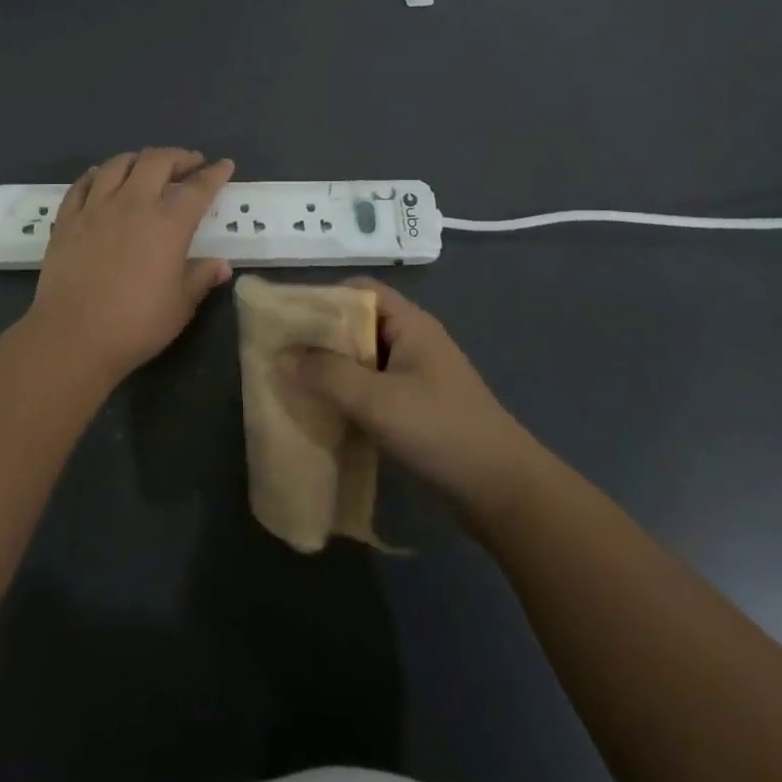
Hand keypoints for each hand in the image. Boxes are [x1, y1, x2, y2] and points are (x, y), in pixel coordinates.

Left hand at [25, 149, 235, 385]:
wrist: (73, 336)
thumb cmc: (135, 325)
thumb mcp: (180, 306)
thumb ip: (201, 278)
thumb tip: (222, 265)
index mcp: (168, 224)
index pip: (198, 188)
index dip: (214, 173)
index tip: (224, 165)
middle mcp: (133, 204)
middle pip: (157, 161)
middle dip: (179, 156)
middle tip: (190, 163)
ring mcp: (96, 208)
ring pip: (118, 164)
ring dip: (139, 159)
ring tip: (147, 165)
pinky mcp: (67, 219)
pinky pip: (82, 184)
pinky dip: (97, 174)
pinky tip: (101, 177)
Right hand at [290, 278, 537, 517]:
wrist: (502, 491)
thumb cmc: (440, 430)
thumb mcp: (377, 400)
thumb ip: (326, 375)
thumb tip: (278, 357)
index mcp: (410, 324)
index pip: (359, 291)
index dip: (322, 297)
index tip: (285, 317)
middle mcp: (412, 342)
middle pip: (357, 325)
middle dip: (318, 337)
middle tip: (279, 353)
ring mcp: (416, 376)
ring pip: (362, 361)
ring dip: (330, 369)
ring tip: (290, 382)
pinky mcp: (416, 408)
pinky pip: (371, 389)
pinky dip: (346, 395)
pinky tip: (321, 412)